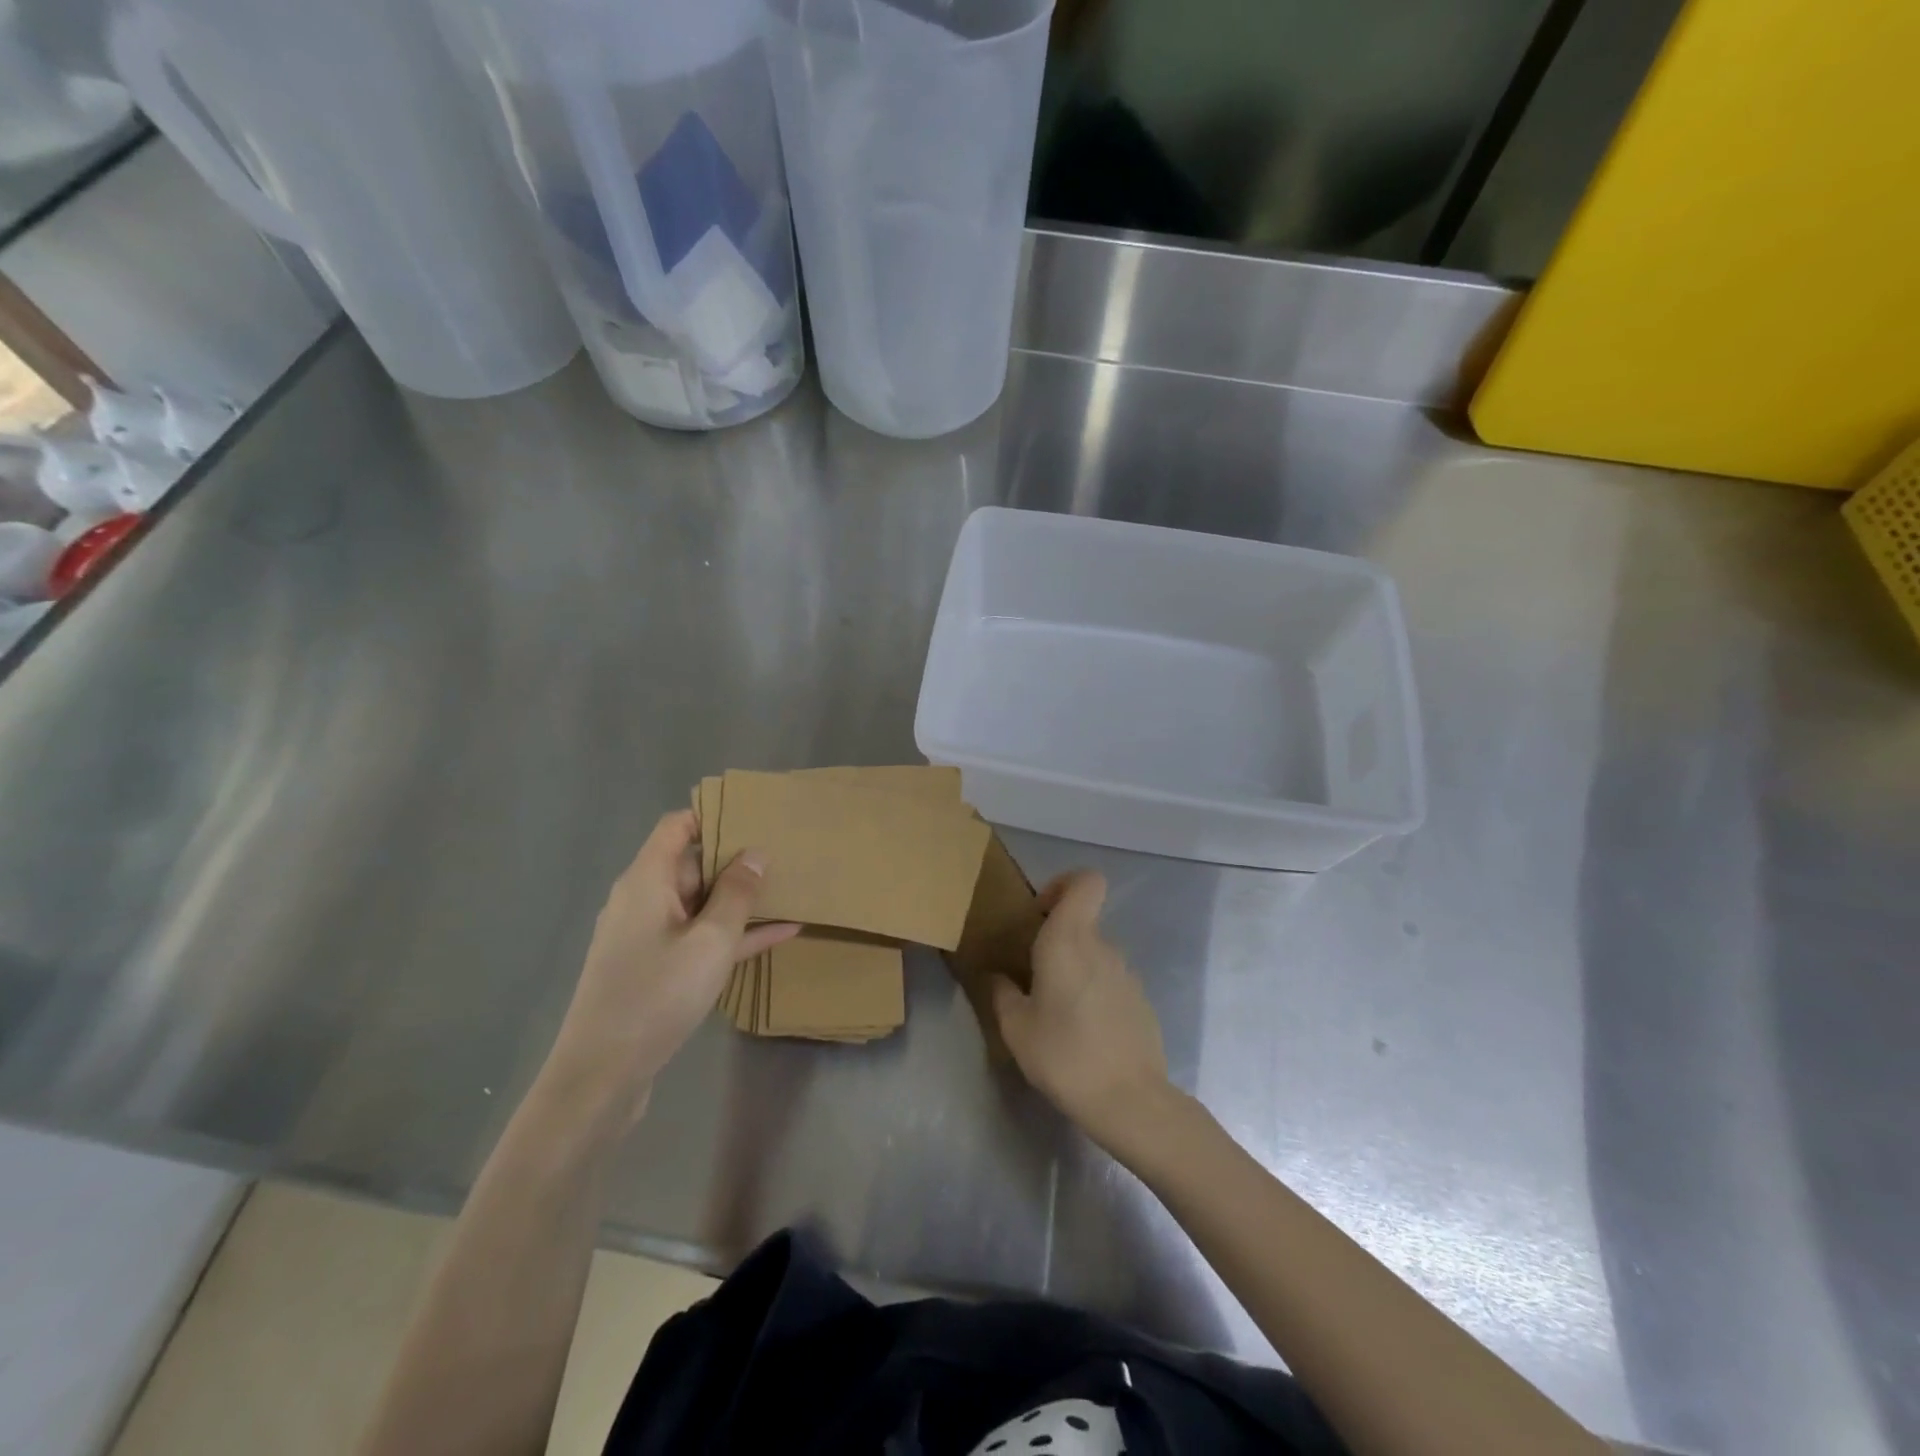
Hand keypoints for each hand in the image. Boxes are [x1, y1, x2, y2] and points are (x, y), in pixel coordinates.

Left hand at [543, 811, 796, 1127]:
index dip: (713, 815)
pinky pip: (700, 937)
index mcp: (647, 880)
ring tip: (790, 888)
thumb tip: (755, 854)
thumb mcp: (710, 941)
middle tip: (785, 851)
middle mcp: (643, 900)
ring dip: (741, 899)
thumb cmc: (656, 995)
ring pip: (701, 903)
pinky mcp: (656, 968)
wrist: (602, 1075)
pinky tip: (780, 933)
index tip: (755, 814)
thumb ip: (737, 894)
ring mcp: (649, 936)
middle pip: (691, 863)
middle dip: (736, 858)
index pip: (676, 826)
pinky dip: (733, 933)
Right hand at [991, 871, 1175, 1153]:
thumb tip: (997, 976)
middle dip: (1056, 940)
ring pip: (1095, 954)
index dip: (1063, 884)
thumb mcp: (1016, 1028)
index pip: (1086, 881)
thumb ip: (1002, 993)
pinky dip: (1093, 993)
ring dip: (1074, 970)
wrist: (1130, 1101)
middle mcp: (1102, 946)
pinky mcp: (1141, 1000)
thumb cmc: (1065, 1056)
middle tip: (1032, 977)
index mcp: (1070, 939)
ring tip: (1054, 1012)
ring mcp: (1127, 973)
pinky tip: (1083, 1033)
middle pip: (1082, 921)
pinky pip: (1110, 981)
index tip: (1039, 913)